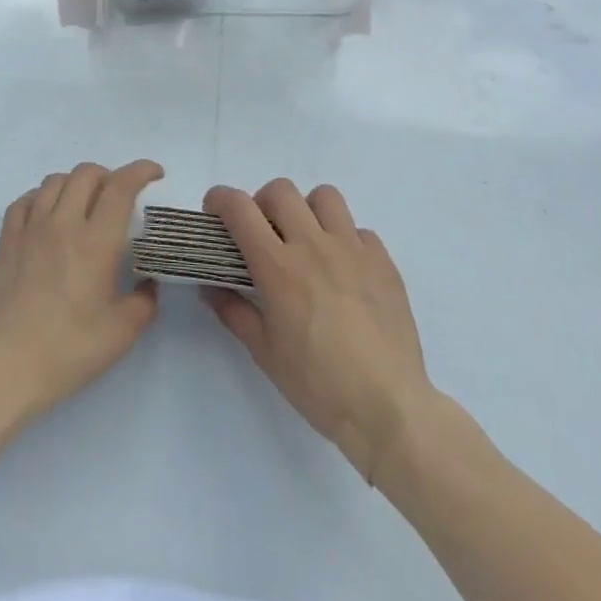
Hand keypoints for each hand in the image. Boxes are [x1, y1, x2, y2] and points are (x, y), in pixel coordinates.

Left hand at [0, 160, 164, 420]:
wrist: (5, 368)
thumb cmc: (68, 351)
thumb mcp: (121, 334)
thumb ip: (143, 302)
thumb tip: (148, 284)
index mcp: (95, 242)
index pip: (120, 187)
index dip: (140, 171)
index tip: (155, 173)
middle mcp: (63, 223)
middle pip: (86, 174)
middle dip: (109, 175)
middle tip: (119, 196)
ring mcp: (30, 228)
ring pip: (55, 181)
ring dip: (76, 183)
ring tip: (84, 203)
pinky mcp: (6, 240)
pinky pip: (25, 200)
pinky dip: (42, 197)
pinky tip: (47, 214)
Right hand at [204, 179, 439, 484]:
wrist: (389, 410)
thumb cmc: (319, 386)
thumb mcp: (265, 353)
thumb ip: (234, 312)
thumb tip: (210, 288)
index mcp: (278, 267)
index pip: (239, 208)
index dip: (220, 200)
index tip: (215, 213)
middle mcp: (313, 246)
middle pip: (281, 190)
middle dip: (263, 203)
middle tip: (263, 233)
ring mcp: (352, 249)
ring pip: (324, 197)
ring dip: (307, 210)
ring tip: (306, 241)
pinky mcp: (383, 261)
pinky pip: (359, 230)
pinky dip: (345, 240)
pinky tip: (344, 271)